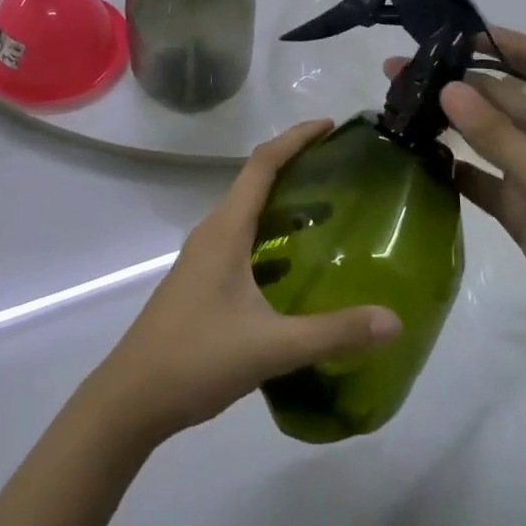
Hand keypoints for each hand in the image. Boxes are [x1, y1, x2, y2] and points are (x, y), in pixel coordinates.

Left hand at [88, 121, 401, 443]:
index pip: (262, 164)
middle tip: (341, 169)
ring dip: (284, 202)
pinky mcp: (202, 281)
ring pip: (248, 213)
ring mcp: (204, 257)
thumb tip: (394, 320)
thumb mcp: (271, 347)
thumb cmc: (196, 358)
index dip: (295, 139)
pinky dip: (272, 235)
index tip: (330, 126)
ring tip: (329, 211)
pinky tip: (296, 266)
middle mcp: (213, 232)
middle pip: (255, 181)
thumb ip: (333, 333)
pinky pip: (242, 239)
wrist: (132, 398)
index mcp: (226, 230)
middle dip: (295, 165)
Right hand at [398, 28, 525, 353]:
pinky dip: (453, 168)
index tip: (450, 34)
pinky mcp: (519, 208)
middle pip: (499, 97)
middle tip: (398, 73)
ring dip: (448, 123)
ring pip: (485, 136)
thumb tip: (447, 87)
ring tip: (399, 106)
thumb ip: (497, 136)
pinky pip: (479, 177)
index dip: (499, 42)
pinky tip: (417, 158)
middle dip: (455, 83)